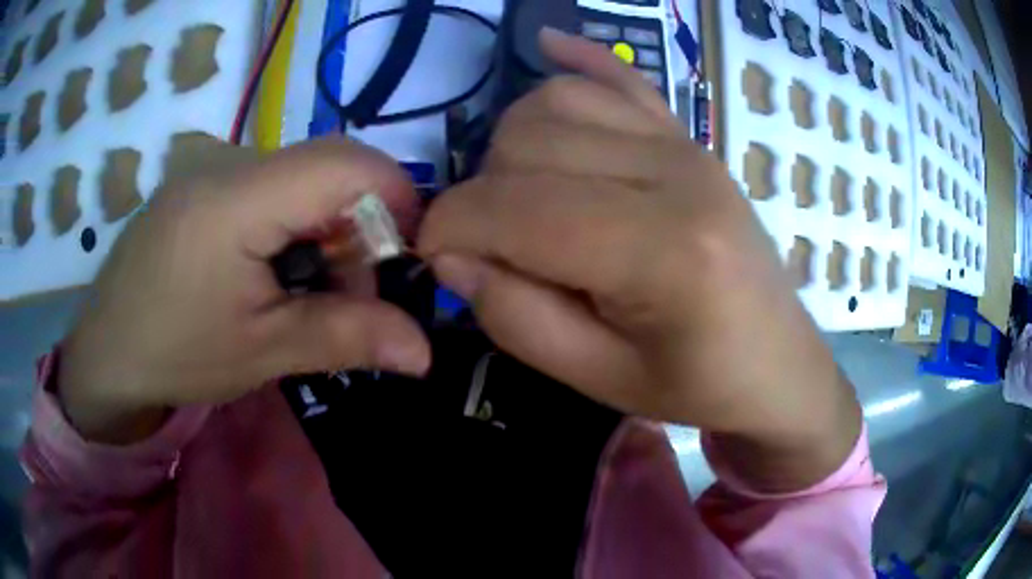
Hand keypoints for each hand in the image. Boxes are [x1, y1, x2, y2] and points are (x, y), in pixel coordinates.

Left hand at [60, 138, 430, 443]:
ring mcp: (211, 164)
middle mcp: (226, 159)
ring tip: (303, 293)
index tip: (405, 261)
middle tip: (347, 297)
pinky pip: (270, 182)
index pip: (347, 163)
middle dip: (358, 229)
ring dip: (324, 230)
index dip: (395, 201)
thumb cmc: (175, 354)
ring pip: (302, 175)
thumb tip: (425, 353)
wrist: (105, 354)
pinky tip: (269, 271)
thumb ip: (346, 337)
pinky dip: (292, 224)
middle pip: (328, 167)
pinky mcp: (202, 178)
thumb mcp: (262, 352)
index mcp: (236, 197)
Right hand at [419, 30, 860, 489]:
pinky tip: (548, 45)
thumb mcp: (597, 379)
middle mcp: (675, 173)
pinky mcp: (689, 137)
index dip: (451, 228)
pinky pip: (620, 77)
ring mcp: (685, 144)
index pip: (516, 208)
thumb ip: (514, 317)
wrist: (776, 363)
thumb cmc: (695, 384)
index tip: (433, 256)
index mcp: (663, 251)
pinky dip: (576, 61)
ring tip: (521, 196)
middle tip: (491, 247)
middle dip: (480, 193)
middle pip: (529, 142)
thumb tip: (451, 253)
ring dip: (513, 145)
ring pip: (558, 101)